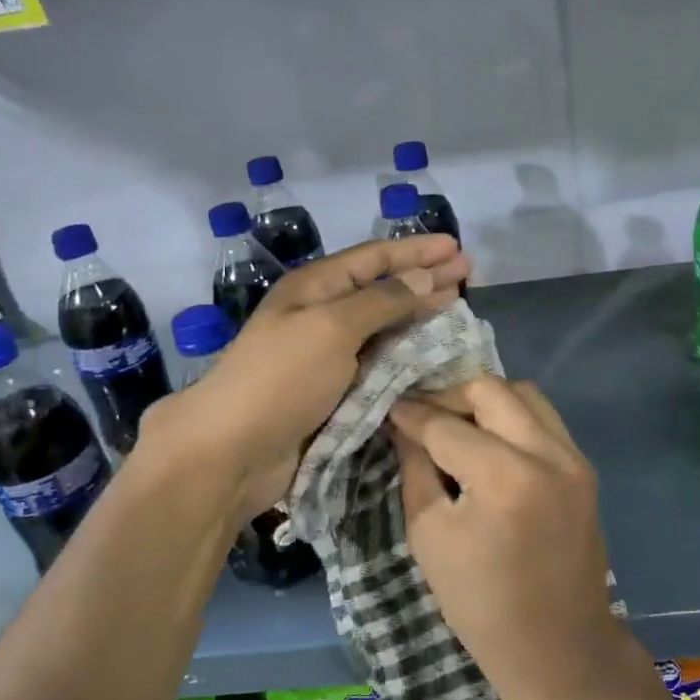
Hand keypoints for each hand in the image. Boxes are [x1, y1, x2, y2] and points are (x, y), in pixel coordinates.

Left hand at [138, 235, 469, 520]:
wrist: (232, 451)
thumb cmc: (281, 379)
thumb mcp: (332, 328)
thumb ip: (382, 301)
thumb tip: (424, 278)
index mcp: (315, 288)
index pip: (375, 258)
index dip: (416, 251)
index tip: (457, 248)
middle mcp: (323, 314)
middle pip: (382, 288)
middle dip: (424, 278)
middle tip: (467, 273)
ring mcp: (328, 354)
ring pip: (384, 326)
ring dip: (419, 316)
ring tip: (456, 307)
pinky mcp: (335, 390)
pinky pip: (380, 362)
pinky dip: (407, 354)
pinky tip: (432, 354)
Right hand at [388, 378, 626, 699]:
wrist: (557, 645)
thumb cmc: (481, 603)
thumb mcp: (430, 535)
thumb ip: (416, 469)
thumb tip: (403, 425)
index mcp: (504, 476)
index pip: (446, 425)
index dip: (412, 414)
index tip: (390, 408)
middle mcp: (546, 453)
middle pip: (490, 390)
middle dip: (449, 396)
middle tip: (423, 417)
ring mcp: (573, 457)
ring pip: (524, 394)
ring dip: (486, 401)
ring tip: (458, 426)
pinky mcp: (584, 467)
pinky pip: (544, 419)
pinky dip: (514, 418)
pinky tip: (491, 442)